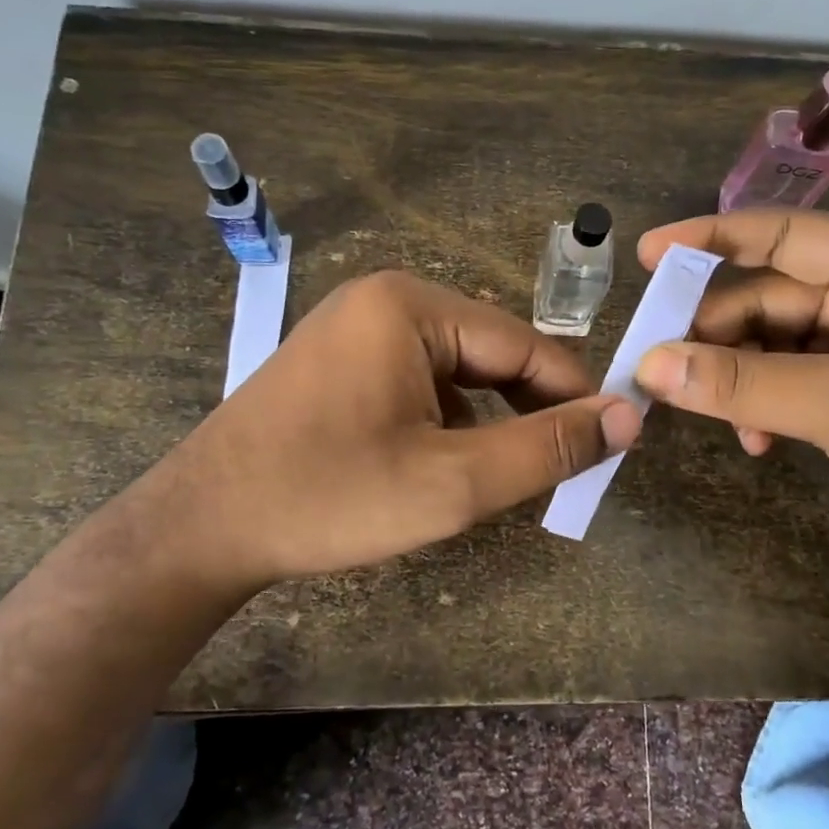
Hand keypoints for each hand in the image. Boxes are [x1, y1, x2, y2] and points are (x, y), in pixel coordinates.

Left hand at [138, 270, 640, 592]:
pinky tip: (440, 464)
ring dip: (487, 419)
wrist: (200, 528)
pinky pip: (417, 380)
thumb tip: (628, 417)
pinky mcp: (338, 361)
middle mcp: (384, 300)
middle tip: (562, 467)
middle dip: (527, 409)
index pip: (525, 344)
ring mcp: (354, 327)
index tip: (612, 441)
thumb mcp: (453, 483)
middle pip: (490, 352)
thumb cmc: (329, 498)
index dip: (574, 394)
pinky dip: (445, 420)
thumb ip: (546, 448)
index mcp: (412, 306)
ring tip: (502, 474)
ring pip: (455, 370)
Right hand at [634, 211, 828, 574]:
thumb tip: (649, 365)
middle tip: (659, 368)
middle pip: (764, 297)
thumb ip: (744, 383)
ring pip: (765, 345)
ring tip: (708, 412)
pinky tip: (755, 442)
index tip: (648, 255)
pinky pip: (779, 383)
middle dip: (713, 333)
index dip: (711, 239)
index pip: (782, 235)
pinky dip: (757, 407)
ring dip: (733, 378)